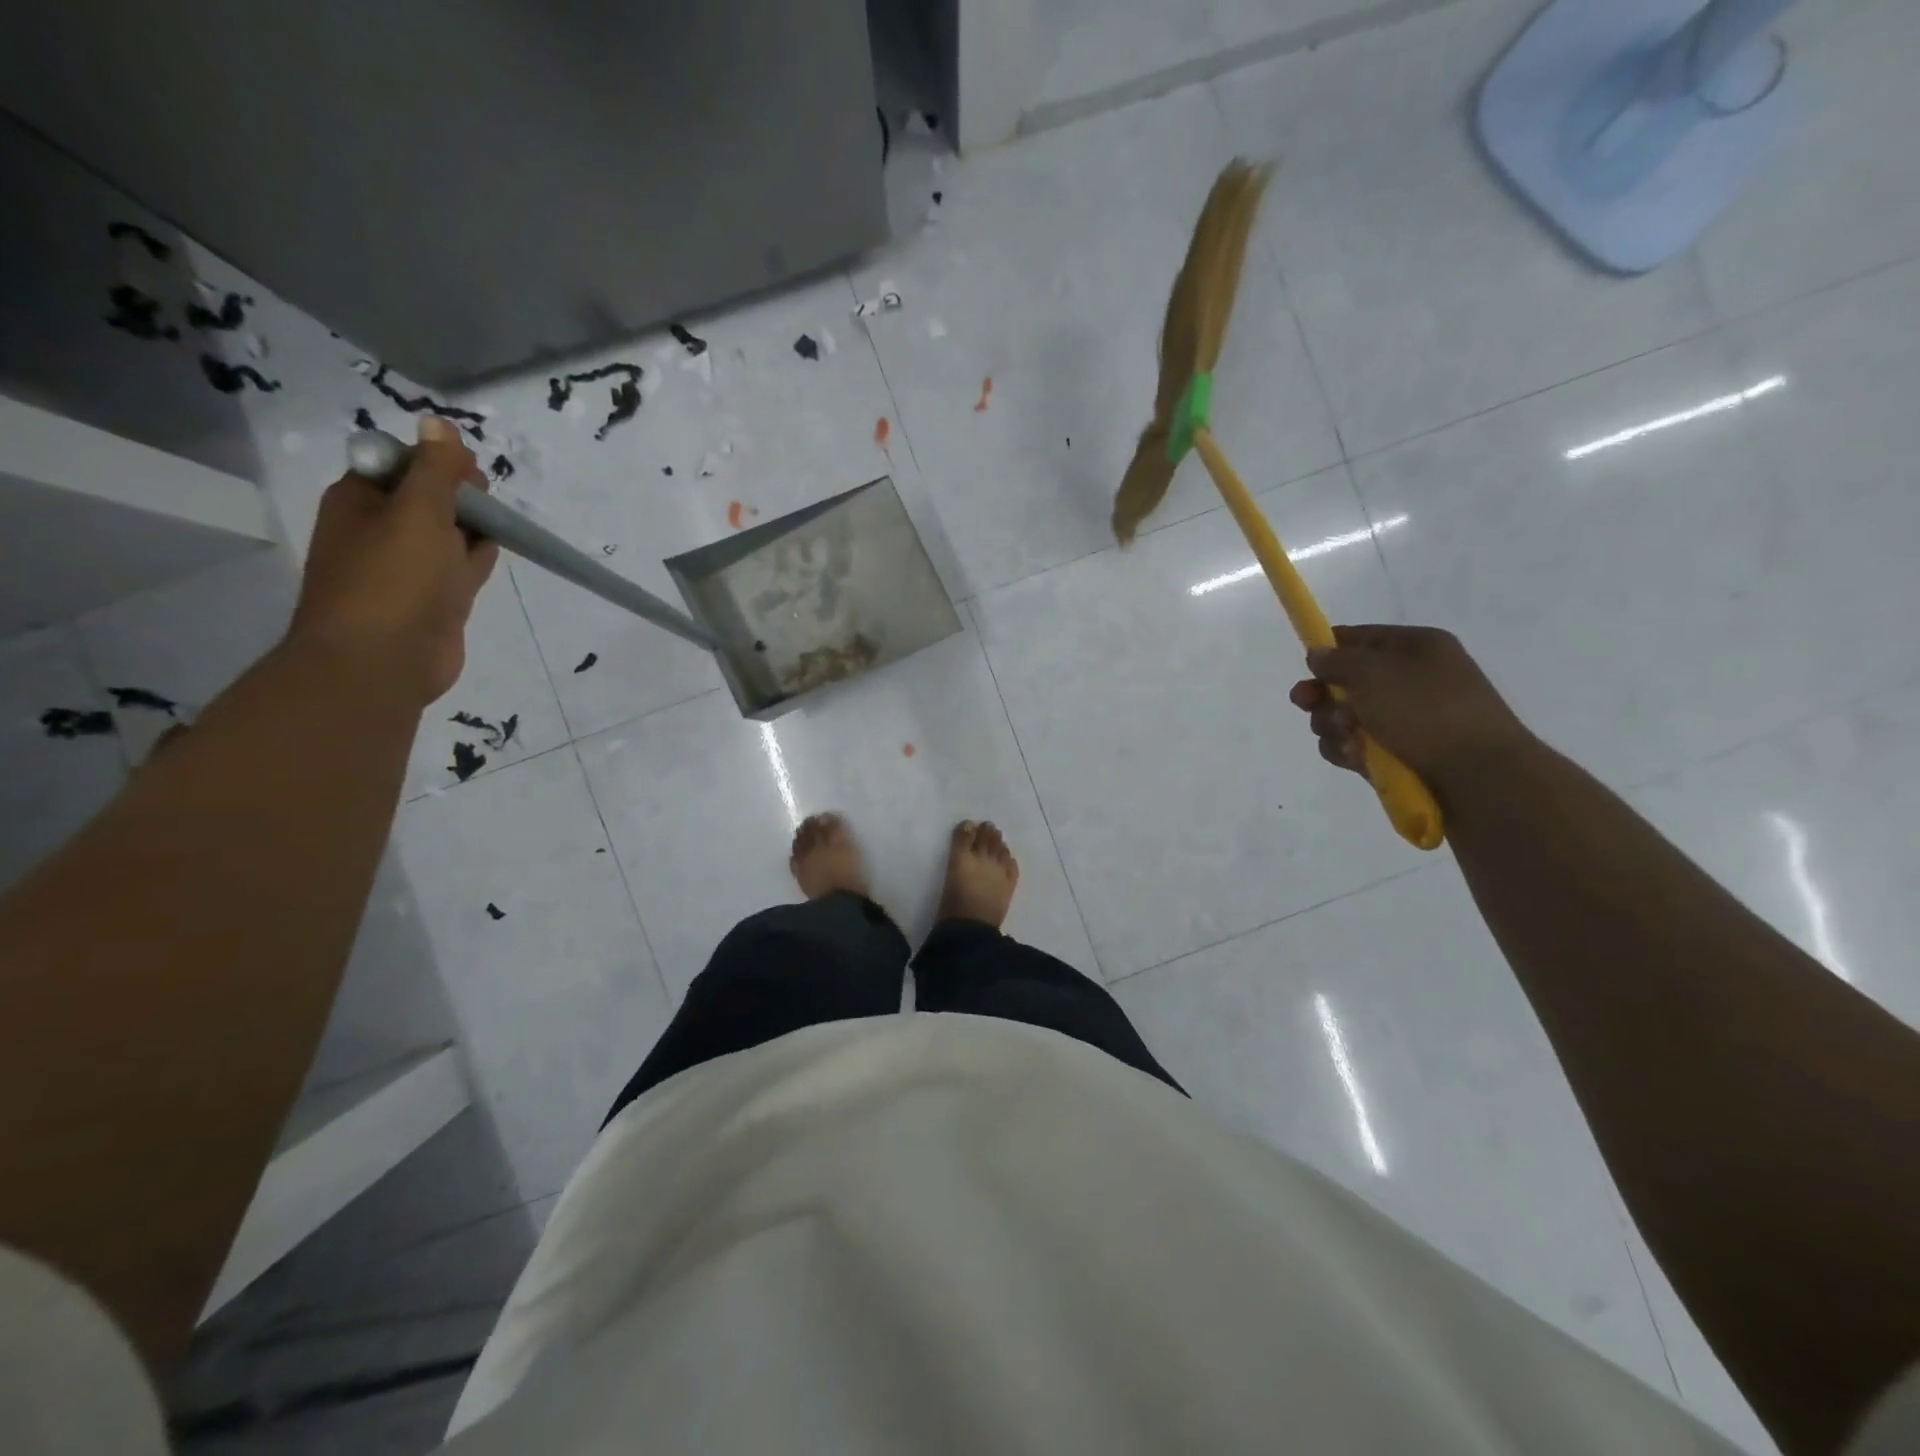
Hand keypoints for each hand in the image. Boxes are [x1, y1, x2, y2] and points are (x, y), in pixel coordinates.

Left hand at [287, 417, 498, 707]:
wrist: (383, 661)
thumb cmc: (394, 580)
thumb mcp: (418, 512)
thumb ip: (436, 469)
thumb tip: (438, 422)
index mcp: (360, 500)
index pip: (402, 463)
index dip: (438, 461)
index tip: (469, 473)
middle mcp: (380, 529)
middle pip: (429, 497)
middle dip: (461, 494)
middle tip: (488, 502)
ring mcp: (408, 567)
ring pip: (448, 533)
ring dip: (473, 526)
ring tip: (499, 524)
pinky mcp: (435, 599)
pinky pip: (459, 567)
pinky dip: (477, 557)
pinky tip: (495, 551)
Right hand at [1289, 625, 1532, 792]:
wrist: (1479, 778)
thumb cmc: (1425, 712)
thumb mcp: (1372, 673)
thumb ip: (1336, 660)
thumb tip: (1318, 654)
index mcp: (1416, 647)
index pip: (1360, 637)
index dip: (1329, 650)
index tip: (1306, 668)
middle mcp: (1412, 679)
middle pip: (1347, 681)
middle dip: (1323, 696)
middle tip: (1306, 705)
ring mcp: (1407, 720)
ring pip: (1346, 717)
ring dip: (1333, 727)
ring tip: (1347, 739)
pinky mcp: (1400, 755)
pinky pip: (1358, 747)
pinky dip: (1349, 751)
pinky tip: (1355, 759)